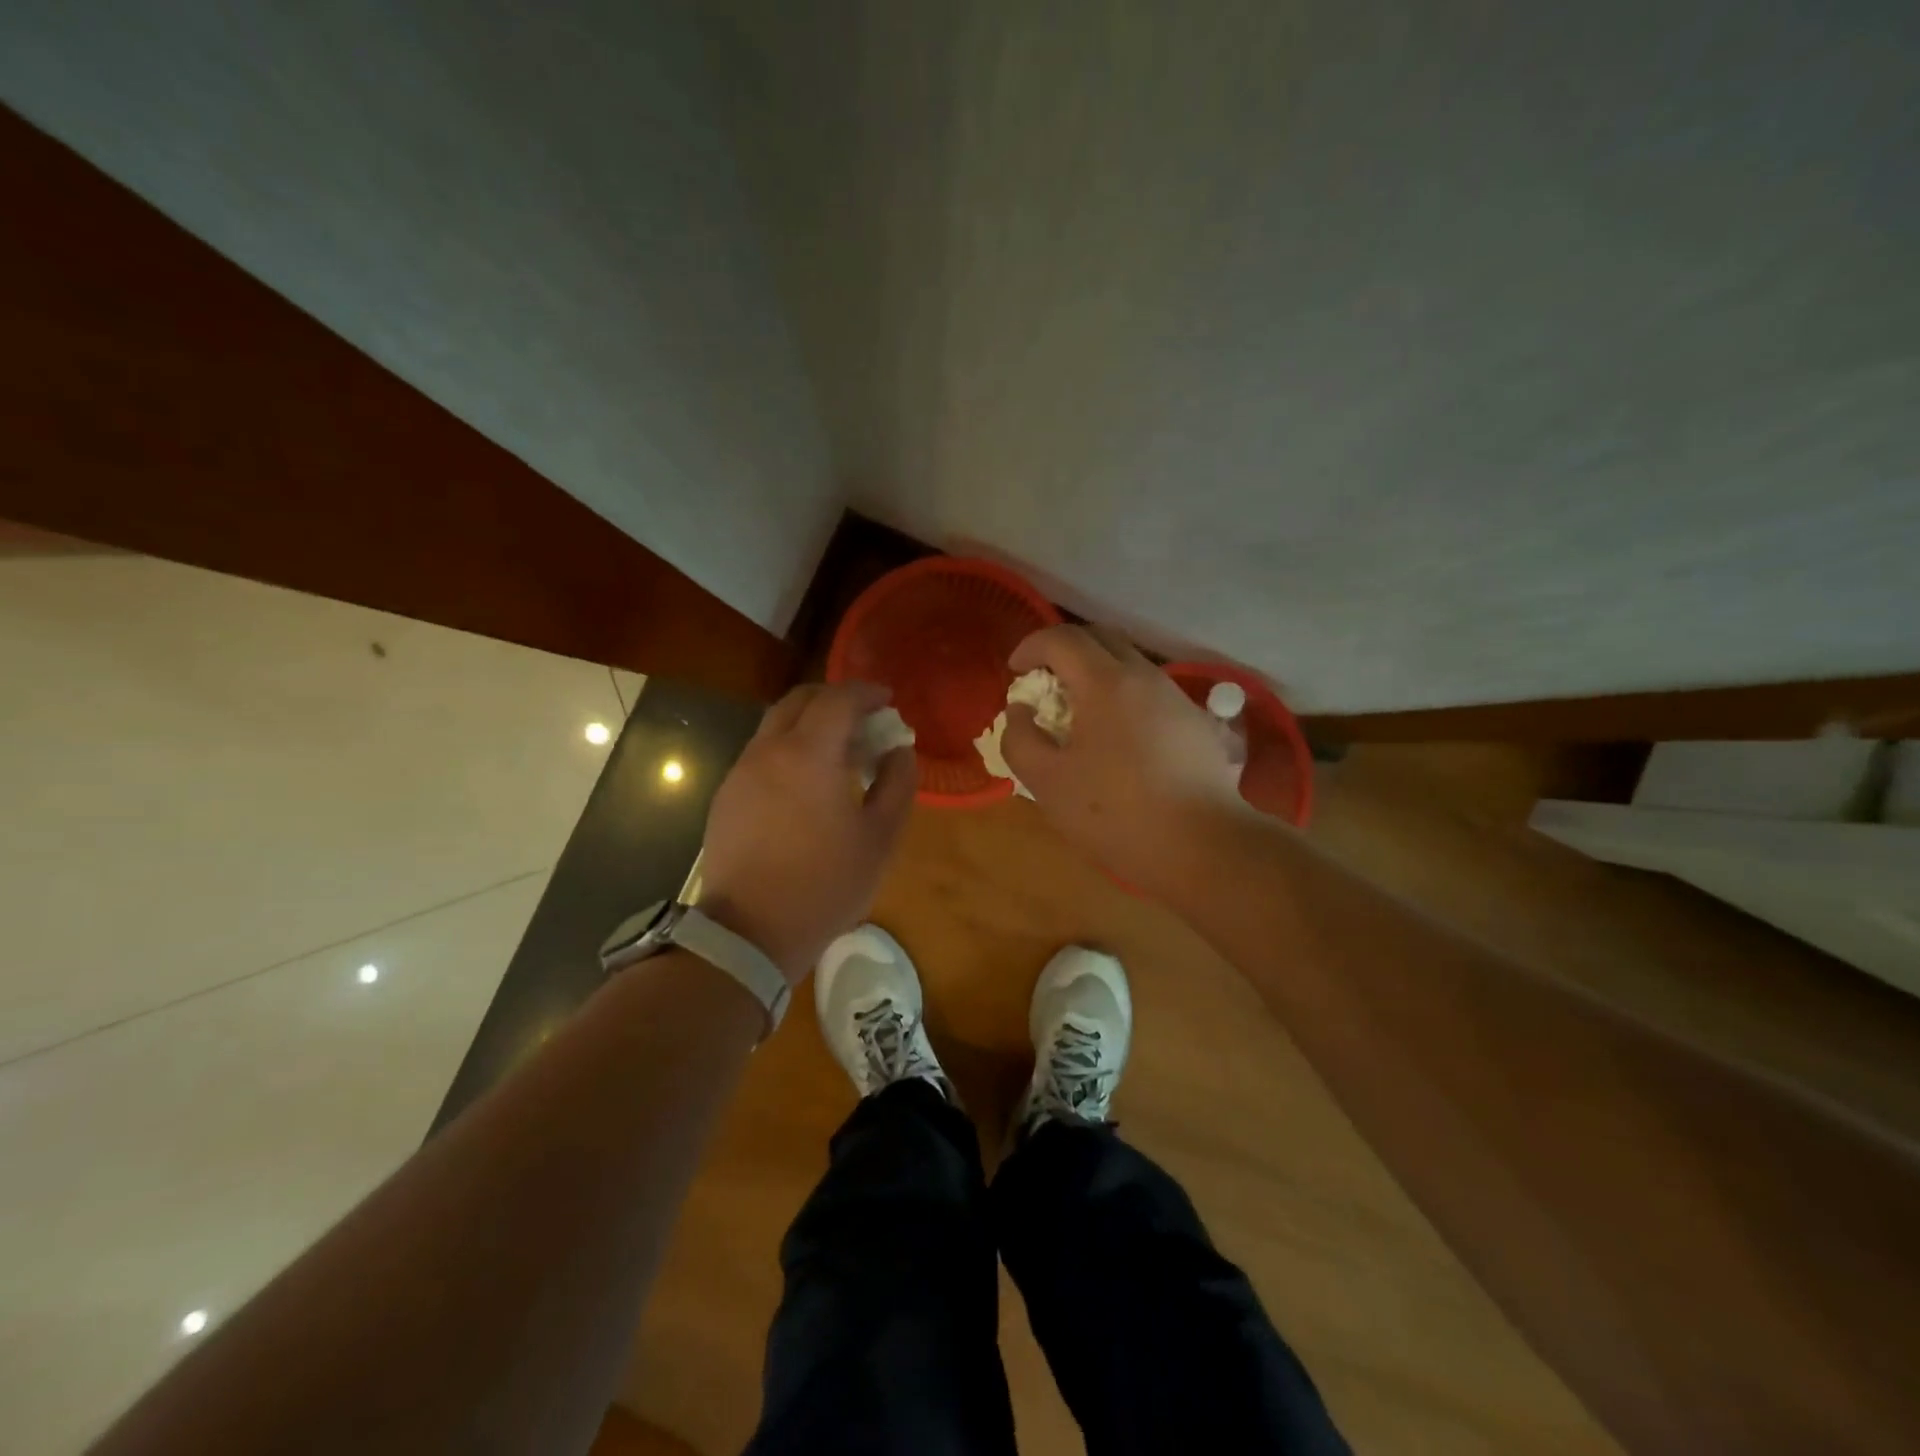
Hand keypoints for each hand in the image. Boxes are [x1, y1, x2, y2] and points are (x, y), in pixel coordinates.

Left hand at [697, 681, 916, 983]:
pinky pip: (761, 753)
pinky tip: (806, 783)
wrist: (750, 932)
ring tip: (838, 752)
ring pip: (776, 725)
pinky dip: (789, 748)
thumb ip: (897, 783)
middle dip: (835, 698)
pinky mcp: (726, 795)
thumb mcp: (880, 837)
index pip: (839, 699)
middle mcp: (768, 750)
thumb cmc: (826, 884)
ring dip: (810, 723)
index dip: (867, 692)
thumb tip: (899, 750)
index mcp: (809, 754)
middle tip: (864, 718)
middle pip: (800, 700)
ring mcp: (741, 771)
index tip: (888, 700)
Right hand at [1002, 625, 1247, 897]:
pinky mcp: (1197, 725)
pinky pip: (1151, 693)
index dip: (1031, 645)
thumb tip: (1022, 711)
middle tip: (1044, 683)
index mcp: (1106, 683)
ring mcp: (1177, 698)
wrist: (1204, 847)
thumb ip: (1021, 739)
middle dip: (1065, 651)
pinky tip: (1118, 741)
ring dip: (1097, 674)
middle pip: (1101, 639)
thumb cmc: (1116, 813)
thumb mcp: (1047, 783)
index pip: (1063, 638)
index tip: (1015, 671)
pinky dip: (1123, 698)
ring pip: (1130, 665)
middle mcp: (1146, 677)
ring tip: (1078, 714)